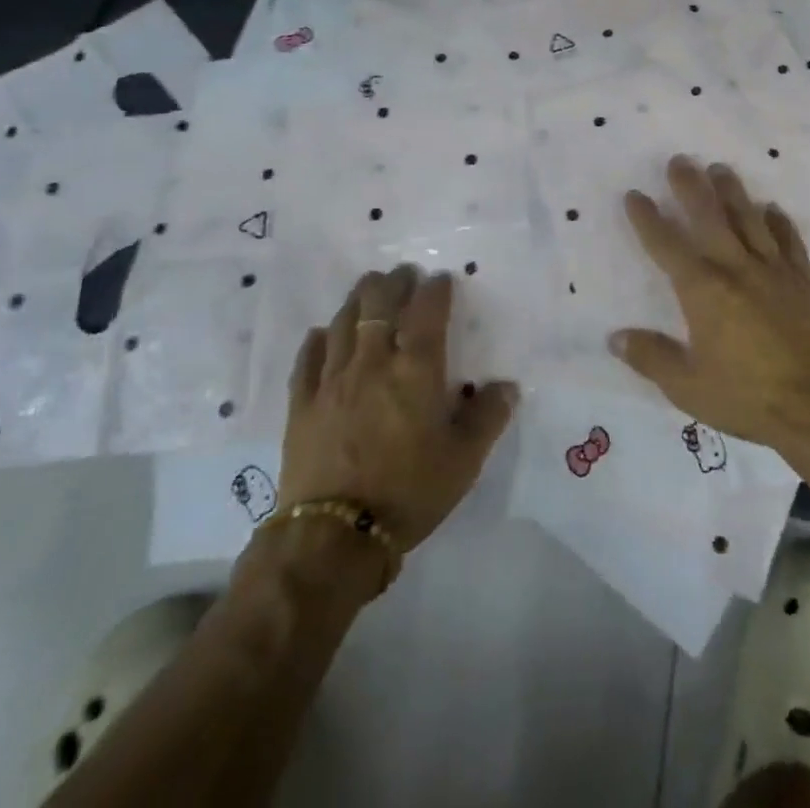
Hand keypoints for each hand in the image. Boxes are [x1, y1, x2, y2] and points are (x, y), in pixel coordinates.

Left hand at [281, 266, 514, 550]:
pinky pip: (308, 359)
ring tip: (368, 288)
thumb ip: (487, 417)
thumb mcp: (464, 460)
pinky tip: (322, 333)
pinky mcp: (302, 405)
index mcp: (416, 370)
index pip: (426, 312)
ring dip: (358, 299)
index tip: (441, 279)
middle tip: (403, 274)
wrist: (334, 537)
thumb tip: (507, 386)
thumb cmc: (409, 492)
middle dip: (393, 283)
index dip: (434, 290)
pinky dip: (318, 340)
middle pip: (379, 305)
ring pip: (343, 323)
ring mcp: (332, 381)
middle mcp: (373, 363)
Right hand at [611, 155, 809, 451]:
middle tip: (679, 160)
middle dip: (691, 187)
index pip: (667, 245)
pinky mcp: (804, 280)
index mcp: (703, 290)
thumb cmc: (747, 396)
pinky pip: (789, 241)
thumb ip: (651, 358)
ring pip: (749, 219)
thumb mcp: (688, 387)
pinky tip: (772, 208)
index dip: (648, 219)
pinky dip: (779, 222)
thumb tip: (615, 337)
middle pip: (709, 217)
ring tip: (720, 168)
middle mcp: (735, 268)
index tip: (635, 194)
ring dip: (733, 191)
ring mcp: (774, 270)